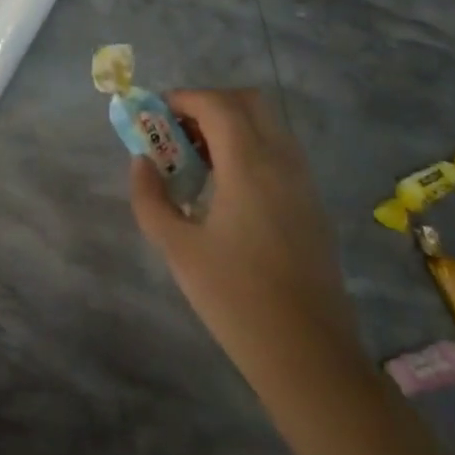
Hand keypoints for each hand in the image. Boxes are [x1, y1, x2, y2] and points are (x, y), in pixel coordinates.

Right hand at [130, 88, 362, 393]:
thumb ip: (150, 198)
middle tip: (178, 131)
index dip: (184, 98)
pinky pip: (280, 152)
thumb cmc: (235, 298)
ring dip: (231, 125)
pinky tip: (226, 187)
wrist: (308, 356)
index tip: (155, 114)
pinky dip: (250, 147)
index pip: (218, 105)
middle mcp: (283, 163)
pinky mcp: (312, 206)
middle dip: (210, 103)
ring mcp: (304, 184)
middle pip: (250, 102)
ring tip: (197, 158)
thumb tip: (142, 162)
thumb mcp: (176, 248)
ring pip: (269, 125)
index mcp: (250, 167)